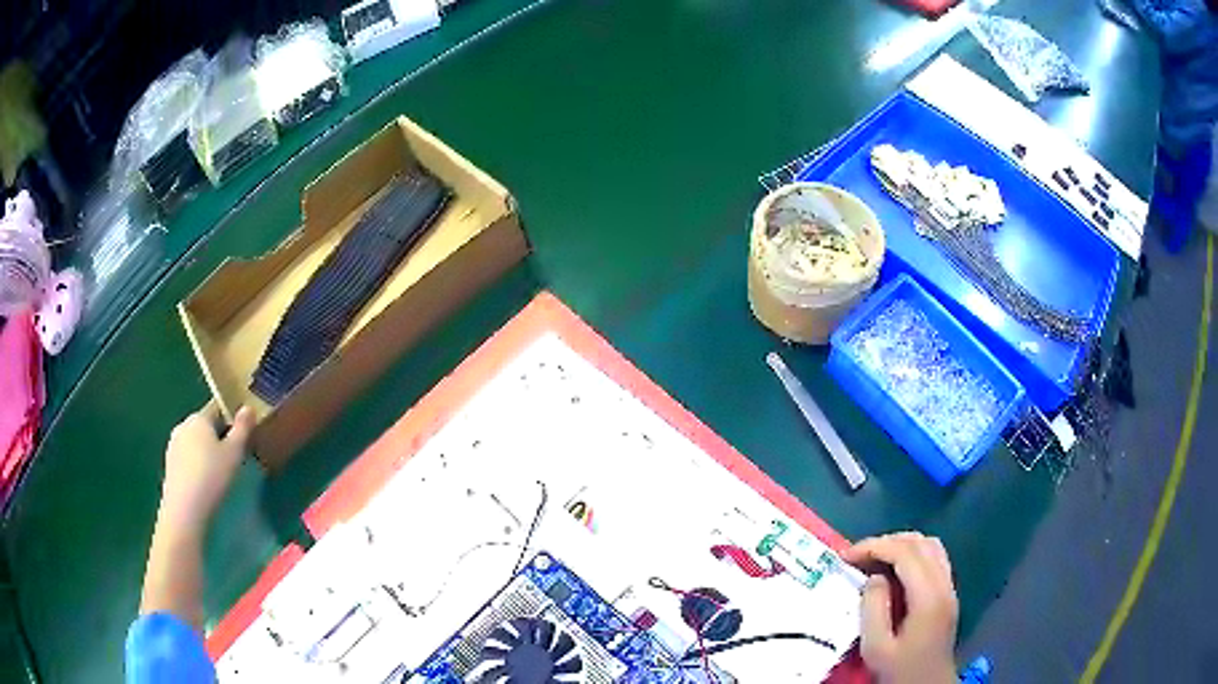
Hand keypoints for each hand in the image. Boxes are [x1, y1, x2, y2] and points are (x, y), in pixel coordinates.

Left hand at [157, 404, 255, 533]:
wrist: (185, 509)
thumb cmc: (212, 477)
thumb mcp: (234, 453)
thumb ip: (242, 428)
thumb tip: (248, 407)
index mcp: (199, 417)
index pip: (217, 409)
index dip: (231, 419)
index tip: (242, 436)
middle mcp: (183, 425)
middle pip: (205, 426)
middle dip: (217, 436)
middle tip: (232, 457)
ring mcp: (173, 445)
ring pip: (195, 442)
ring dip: (205, 452)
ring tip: (219, 473)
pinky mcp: (169, 464)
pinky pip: (187, 458)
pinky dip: (196, 465)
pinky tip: (204, 483)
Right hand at [843, 532, 958, 683]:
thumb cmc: (899, 670)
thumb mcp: (876, 647)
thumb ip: (873, 609)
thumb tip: (874, 577)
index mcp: (928, 596)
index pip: (905, 552)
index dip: (875, 546)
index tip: (846, 556)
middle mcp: (944, 584)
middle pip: (921, 543)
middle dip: (887, 542)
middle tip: (858, 556)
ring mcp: (949, 588)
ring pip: (931, 546)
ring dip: (902, 545)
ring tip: (874, 559)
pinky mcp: (948, 594)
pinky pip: (934, 559)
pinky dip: (913, 555)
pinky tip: (894, 572)